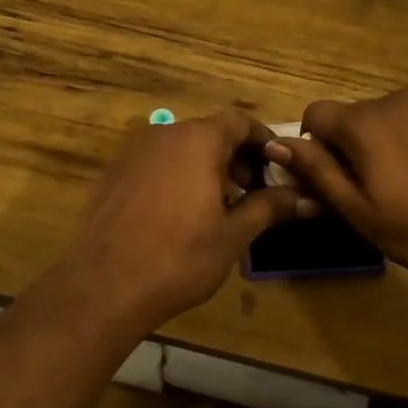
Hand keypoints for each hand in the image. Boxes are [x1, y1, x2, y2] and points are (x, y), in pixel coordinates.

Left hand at [54, 111, 308, 332]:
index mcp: (197, 140)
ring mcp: (132, 152)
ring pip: (180, 149)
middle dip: (235, 157)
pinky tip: (178, 214)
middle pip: (208, 133)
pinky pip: (154, 164)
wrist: (104, 285)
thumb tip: (302, 198)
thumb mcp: (233, 234)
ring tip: (217, 206)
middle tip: (251, 192)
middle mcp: (163, 134)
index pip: (239, 121)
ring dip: (204, 167)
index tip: (277, 166)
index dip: (262, 141)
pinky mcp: (112, 173)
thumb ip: (268, 207)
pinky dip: (174, 176)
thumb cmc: (179, 257)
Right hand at [267, 89, 407, 289]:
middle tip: (368, 194)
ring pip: (383, 120)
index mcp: (365, 122)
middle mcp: (395, 100)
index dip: (311, 146)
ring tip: (404, 189)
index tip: (330, 180)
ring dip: (379, 146)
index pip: (315, 113)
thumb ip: (317, 172)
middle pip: (350, 117)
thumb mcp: (360, 211)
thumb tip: (276, 144)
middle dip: (347, 148)